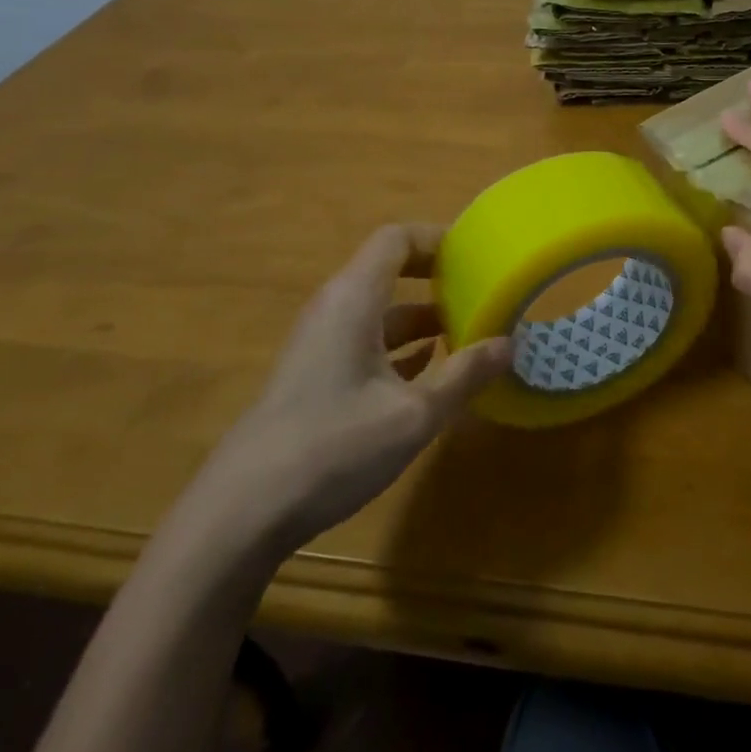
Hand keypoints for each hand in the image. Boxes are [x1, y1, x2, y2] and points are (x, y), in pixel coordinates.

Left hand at [204, 224, 511, 554]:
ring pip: (380, 312)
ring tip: (469, 334)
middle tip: (482, 292)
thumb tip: (508, 343)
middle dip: (437, 279)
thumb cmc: (333, 447)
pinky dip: (401, 346)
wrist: (241, 512)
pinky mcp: (314, 377)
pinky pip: (366, 342)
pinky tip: (431, 372)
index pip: (396, 239)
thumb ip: (464, 375)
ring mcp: (320, 344)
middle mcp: (334, 310)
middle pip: (389, 271)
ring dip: (423, 318)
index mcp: (354, 299)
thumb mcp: (413, 414)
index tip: (477, 255)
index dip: (438, 239)